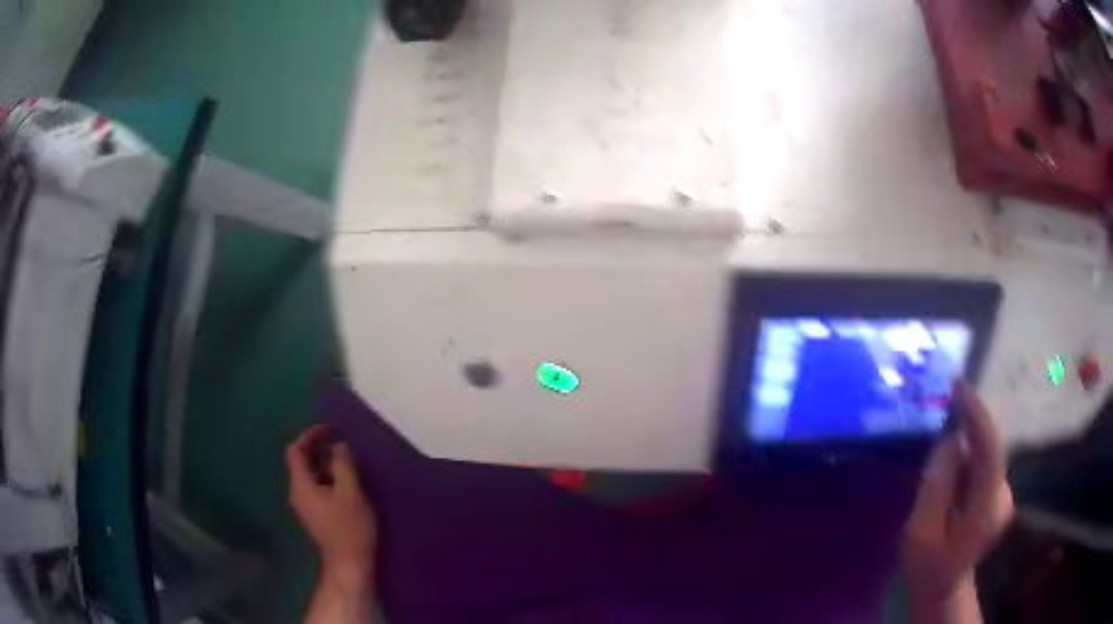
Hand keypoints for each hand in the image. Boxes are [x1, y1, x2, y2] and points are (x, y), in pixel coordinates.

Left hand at [287, 425, 377, 586]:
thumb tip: (338, 445)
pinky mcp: (317, 516)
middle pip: (301, 462)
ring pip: (311, 476)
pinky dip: (329, 479)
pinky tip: (348, 483)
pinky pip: (318, 488)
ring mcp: (306, 507)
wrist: (349, 565)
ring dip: (326, 464)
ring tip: (348, 461)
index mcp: (301, 485)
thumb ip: (343, 465)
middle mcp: (298, 494)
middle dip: (319, 449)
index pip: (295, 451)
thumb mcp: (350, 492)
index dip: (309, 436)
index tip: (329, 429)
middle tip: (342, 442)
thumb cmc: (349, 528)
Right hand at [902, 381, 1013, 604]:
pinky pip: (981, 467)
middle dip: (962, 441)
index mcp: (986, 509)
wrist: (942, 590)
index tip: (957, 384)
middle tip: (934, 452)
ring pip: (982, 459)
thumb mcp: (920, 533)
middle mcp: (1003, 495)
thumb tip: (951, 441)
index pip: (989, 448)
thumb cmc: (926, 568)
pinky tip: (947, 494)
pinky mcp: (998, 494)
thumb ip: (936, 485)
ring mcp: (1003, 495)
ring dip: (960, 459)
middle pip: (985, 452)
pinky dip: (964, 467)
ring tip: (937, 491)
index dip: (975, 413)